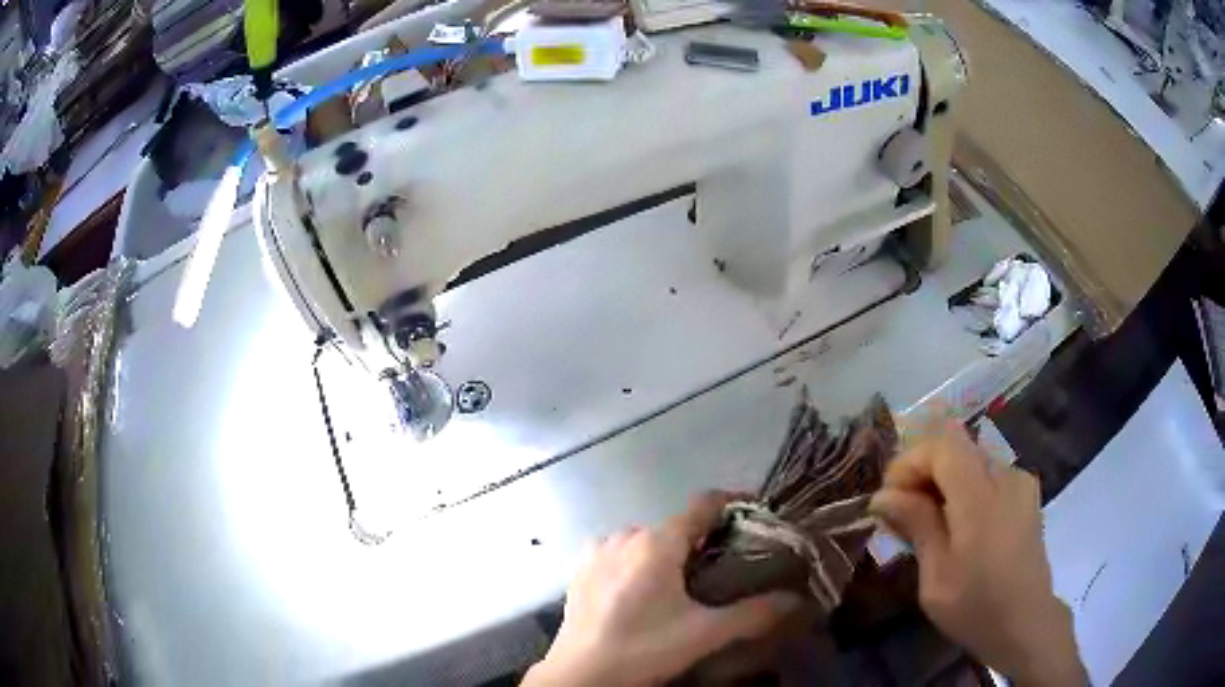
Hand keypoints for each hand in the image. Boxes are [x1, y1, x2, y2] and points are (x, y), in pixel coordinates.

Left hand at [523, 492, 801, 685]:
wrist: (580, 674)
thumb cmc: (644, 648)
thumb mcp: (704, 634)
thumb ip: (753, 614)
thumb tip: (795, 600)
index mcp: (657, 542)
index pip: (704, 504)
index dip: (734, 504)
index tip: (757, 515)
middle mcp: (626, 536)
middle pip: (676, 525)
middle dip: (704, 538)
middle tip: (726, 563)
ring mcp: (598, 552)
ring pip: (646, 539)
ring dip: (669, 551)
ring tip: (686, 581)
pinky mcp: (580, 571)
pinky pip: (619, 553)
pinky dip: (638, 561)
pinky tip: (643, 592)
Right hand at [869, 419, 1085, 686]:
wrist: (1026, 622)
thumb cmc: (976, 607)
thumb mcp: (936, 577)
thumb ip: (917, 526)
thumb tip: (883, 496)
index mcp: (981, 498)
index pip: (942, 446)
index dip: (910, 462)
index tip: (889, 498)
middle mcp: (1006, 476)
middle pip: (957, 447)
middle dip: (923, 471)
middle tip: (902, 511)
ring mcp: (1020, 481)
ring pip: (971, 460)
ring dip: (944, 480)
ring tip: (928, 521)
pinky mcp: (1027, 492)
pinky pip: (988, 474)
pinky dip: (965, 488)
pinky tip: (958, 524)